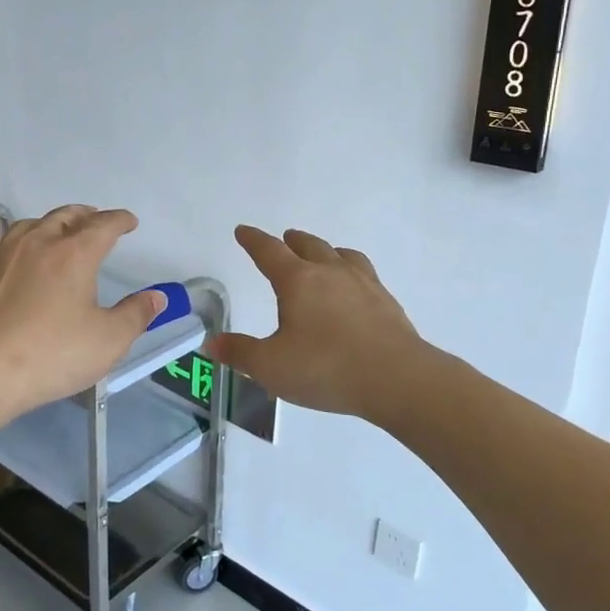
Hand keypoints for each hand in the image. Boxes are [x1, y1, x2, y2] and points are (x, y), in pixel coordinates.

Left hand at [0, 206, 166, 422]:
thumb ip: (136, 315)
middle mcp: (38, 244)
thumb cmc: (53, 353)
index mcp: (74, 253)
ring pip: (30, 226)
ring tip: (58, 232)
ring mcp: (4, 259)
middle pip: (64, 217)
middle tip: (95, 218)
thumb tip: (157, 297)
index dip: (119, 220)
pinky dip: (21, 249)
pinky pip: (5, 251)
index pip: (103, 225)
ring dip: (50, 224)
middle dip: (84, 215)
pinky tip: (20, 266)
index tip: (129, 221)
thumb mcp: (108, 340)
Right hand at [208, 226, 426, 421]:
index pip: (269, 252)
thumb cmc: (326, 368)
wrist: (397, 379)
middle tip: (284, 239)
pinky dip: (351, 271)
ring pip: (341, 255)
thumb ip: (240, 353)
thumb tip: (211, 344)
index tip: (243, 231)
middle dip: (292, 241)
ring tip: (322, 254)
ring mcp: (363, 284)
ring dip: (325, 250)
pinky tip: (355, 287)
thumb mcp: (271, 366)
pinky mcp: (386, 302)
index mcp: (298, 281)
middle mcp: (330, 272)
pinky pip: (364, 273)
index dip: (253, 240)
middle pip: (308, 246)